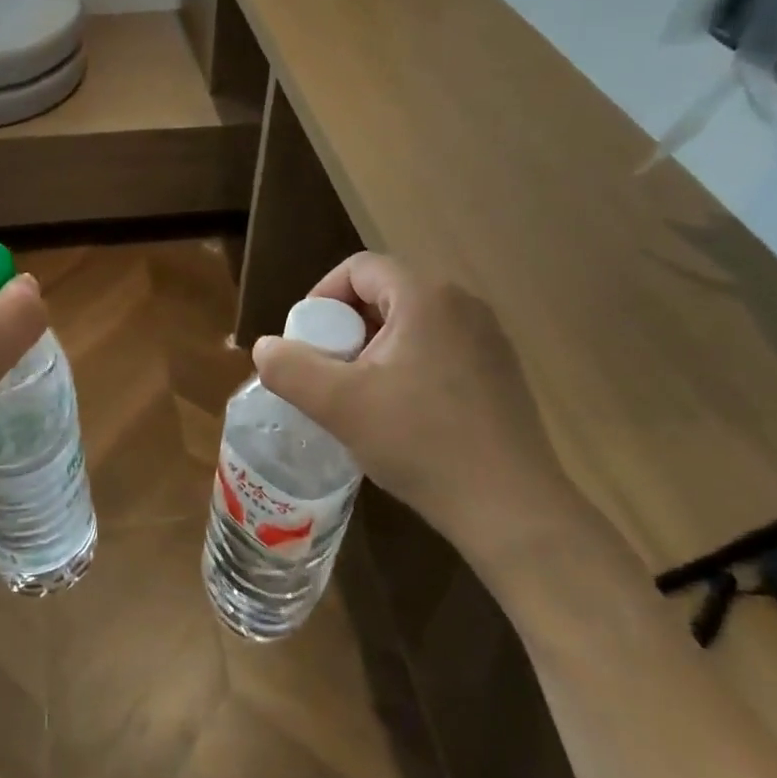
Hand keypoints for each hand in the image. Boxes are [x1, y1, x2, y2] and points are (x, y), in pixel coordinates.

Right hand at [252, 253, 589, 570]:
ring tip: (358, 396)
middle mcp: (462, 304)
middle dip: (345, 328)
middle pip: (383, 294)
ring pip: (410, 323)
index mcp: (426, 297)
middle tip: (327, 374)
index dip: (321, 297)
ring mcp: (488, 338)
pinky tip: (401, 414)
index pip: (358, 269)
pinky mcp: (500, 372)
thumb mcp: (338, 405)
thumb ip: (290, 368)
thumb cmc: (420, 443)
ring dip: (373, 349)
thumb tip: (265, 348)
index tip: (306, 343)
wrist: (510, 508)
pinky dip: (407, 365)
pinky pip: (437, 348)